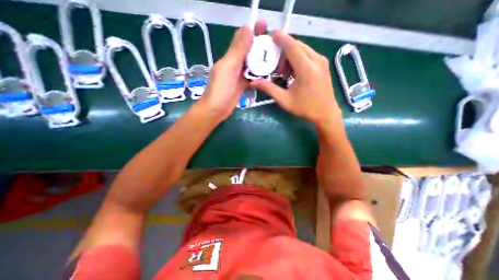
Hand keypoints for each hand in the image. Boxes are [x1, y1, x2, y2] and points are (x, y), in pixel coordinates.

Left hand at [200, 20, 269, 119]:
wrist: (216, 110)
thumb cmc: (220, 90)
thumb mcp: (228, 68)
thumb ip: (238, 51)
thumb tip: (248, 28)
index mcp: (230, 57)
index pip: (241, 39)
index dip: (252, 31)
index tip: (265, 26)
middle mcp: (234, 64)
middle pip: (248, 51)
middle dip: (260, 45)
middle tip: (275, 43)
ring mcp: (238, 76)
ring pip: (252, 64)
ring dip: (261, 59)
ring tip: (275, 56)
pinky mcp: (242, 85)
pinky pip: (252, 76)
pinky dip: (259, 74)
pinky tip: (268, 73)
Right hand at [251, 30, 340, 125]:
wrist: (325, 113)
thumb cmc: (305, 108)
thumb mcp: (284, 100)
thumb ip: (269, 89)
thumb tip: (253, 83)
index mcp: (306, 68)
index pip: (291, 46)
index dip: (280, 38)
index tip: (269, 35)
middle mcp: (316, 60)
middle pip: (297, 45)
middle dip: (283, 50)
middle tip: (274, 63)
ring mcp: (321, 61)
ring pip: (303, 49)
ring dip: (290, 55)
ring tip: (283, 71)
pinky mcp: (323, 64)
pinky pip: (308, 54)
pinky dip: (298, 58)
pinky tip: (293, 71)